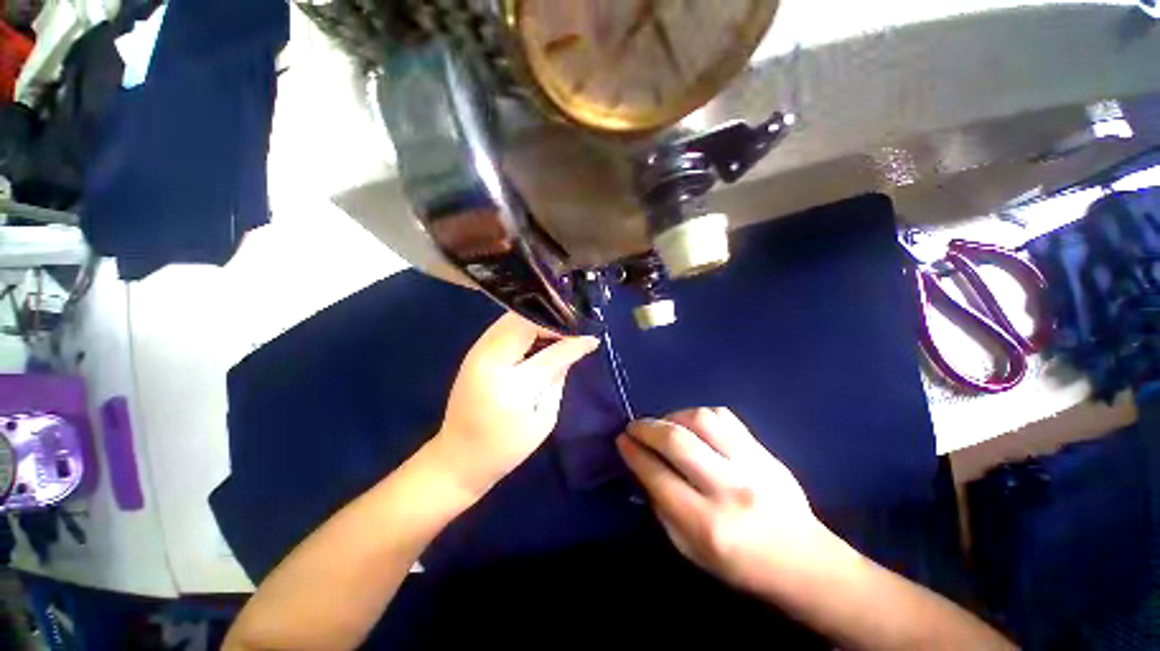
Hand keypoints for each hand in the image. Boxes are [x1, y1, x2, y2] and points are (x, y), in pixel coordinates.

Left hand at [433, 313, 598, 495]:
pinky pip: (503, 326)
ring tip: (558, 332)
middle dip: (553, 321)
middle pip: (525, 321)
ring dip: (538, 320)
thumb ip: (557, 379)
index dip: (574, 342)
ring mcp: (477, 353)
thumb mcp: (544, 419)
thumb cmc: (506, 447)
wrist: (458, 458)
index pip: (550, 352)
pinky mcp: (474, 352)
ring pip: (512, 317)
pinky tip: (538, 337)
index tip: (592, 338)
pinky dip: (524, 325)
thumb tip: (572, 350)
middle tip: (573, 331)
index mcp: (511, 385)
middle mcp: (490, 360)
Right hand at [617, 408, 834, 594]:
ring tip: (664, 425)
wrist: (804, 561)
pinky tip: (692, 424)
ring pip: (702, 420)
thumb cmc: (739, 564)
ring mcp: (751, 465)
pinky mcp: (764, 451)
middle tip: (634, 426)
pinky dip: (699, 415)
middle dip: (647, 428)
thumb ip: (662, 506)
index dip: (634, 453)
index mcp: (707, 525)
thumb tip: (642, 465)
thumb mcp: (689, 550)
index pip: (658, 476)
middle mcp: (729, 490)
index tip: (622, 440)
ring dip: (672, 416)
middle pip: (677, 441)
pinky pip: (725, 417)